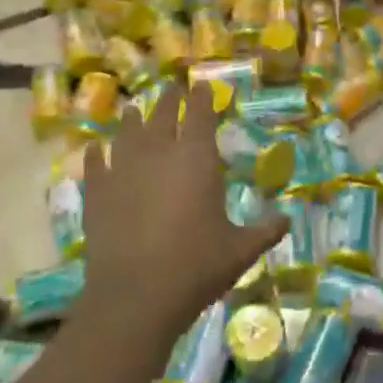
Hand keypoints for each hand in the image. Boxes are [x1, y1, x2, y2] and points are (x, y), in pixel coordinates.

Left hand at [81, 89, 286, 344]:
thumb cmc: (196, 267)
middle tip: (172, 90)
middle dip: (169, 100)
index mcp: (197, 159)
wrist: (136, 296)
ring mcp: (123, 170)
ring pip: (127, 132)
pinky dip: (96, 153)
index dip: (201, 97)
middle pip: (163, 114)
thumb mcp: (240, 250)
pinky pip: (95, 163)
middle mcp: (159, 154)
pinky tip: (94, 148)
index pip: (200, 114)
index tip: (201, 85)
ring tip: (134, 109)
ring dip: (132, 119)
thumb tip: (288, 220)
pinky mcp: (97, 193)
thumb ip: (265, 231)